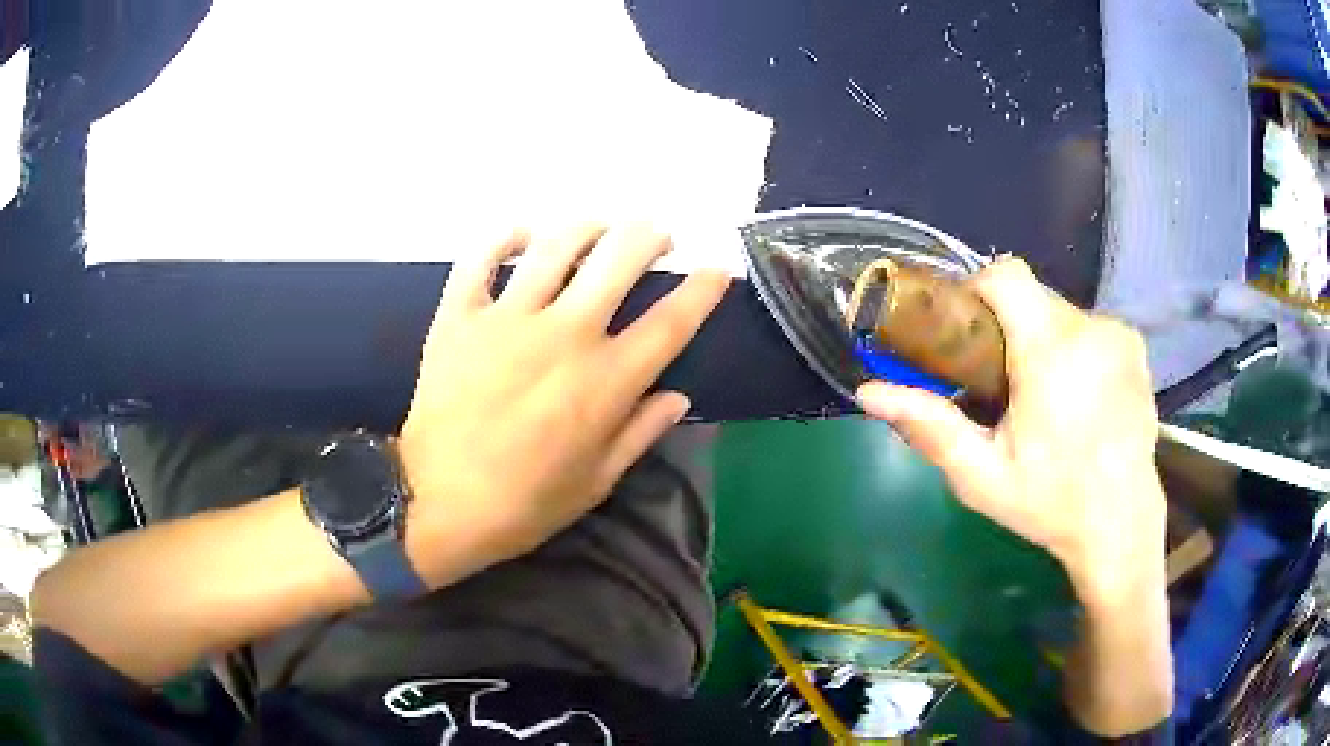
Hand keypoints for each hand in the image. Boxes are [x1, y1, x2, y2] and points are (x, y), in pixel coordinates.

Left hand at [398, 225, 728, 579]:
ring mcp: (507, 319)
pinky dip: (501, 238)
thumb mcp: (596, 482)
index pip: (670, 322)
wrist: (437, 505)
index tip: (717, 270)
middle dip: (648, 236)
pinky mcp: (459, 317)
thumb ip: (640, 432)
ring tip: (598, 227)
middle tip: (656, 235)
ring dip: (587, 227)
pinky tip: (520, 234)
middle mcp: (564, 335)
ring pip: (555, 246)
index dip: (702, 289)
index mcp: (605, 381)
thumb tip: (679, 396)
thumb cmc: (523, 504)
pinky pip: (480, 259)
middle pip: (619, 260)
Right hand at [857, 259, 1165, 606]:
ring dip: (1042, 340)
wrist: (1120, 525)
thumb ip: (930, 428)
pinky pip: (1090, 328)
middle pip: (1033, 296)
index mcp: (1051, 351)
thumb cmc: (1050, 503)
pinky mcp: (1136, 347)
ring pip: (1061, 312)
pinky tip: (1077, 397)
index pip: (1006, 276)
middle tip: (999, 381)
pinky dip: (1074, 349)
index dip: (977, 290)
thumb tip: (870, 392)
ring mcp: (1119, 335)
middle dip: (1009, 327)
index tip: (967, 331)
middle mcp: (1091, 327)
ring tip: (1042, 396)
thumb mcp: (981, 477)